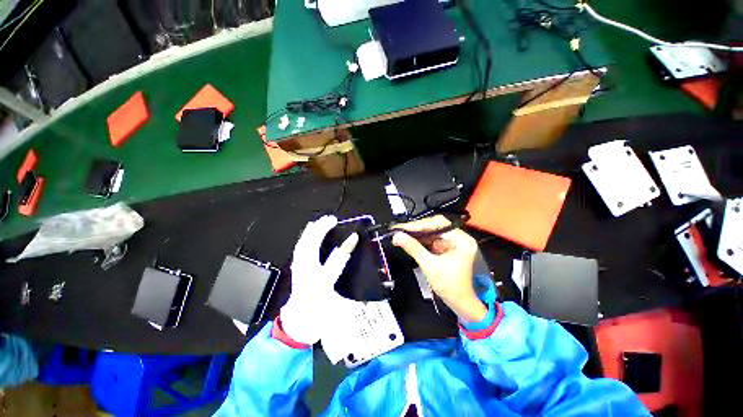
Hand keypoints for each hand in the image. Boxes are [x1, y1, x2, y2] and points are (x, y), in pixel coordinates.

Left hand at [280, 216, 358, 344]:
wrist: (298, 324)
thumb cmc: (319, 318)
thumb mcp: (338, 312)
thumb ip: (352, 302)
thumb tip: (366, 294)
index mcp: (320, 285)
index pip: (334, 263)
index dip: (346, 248)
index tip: (354, 236)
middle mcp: (307, 275)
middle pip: (310, 249)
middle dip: (320, 231)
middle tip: (331, 219)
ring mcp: (299, 271)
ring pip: (302, 246)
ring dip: (311, 231)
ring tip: (320, 221)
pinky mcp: (296, 269)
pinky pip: (299, 248)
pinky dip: (304, 237)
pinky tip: (308, 231)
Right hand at [392, 215, 487, 323]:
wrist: (459, 303)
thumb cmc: (450, 286)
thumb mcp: (430, 265)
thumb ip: (413, 248)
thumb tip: (397, 236)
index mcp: (461, 240)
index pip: (439, 224)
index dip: (420, 225)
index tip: (403, 227)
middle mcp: (458, 237)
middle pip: (434, 226)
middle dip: (416, 229)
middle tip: (399, 229)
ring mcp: (451, 242)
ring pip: (430, 232)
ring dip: (415, 234)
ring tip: (400, 233)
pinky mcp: (444, 247)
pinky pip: (429, 239)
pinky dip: (418, 240)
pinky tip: (408, 239)